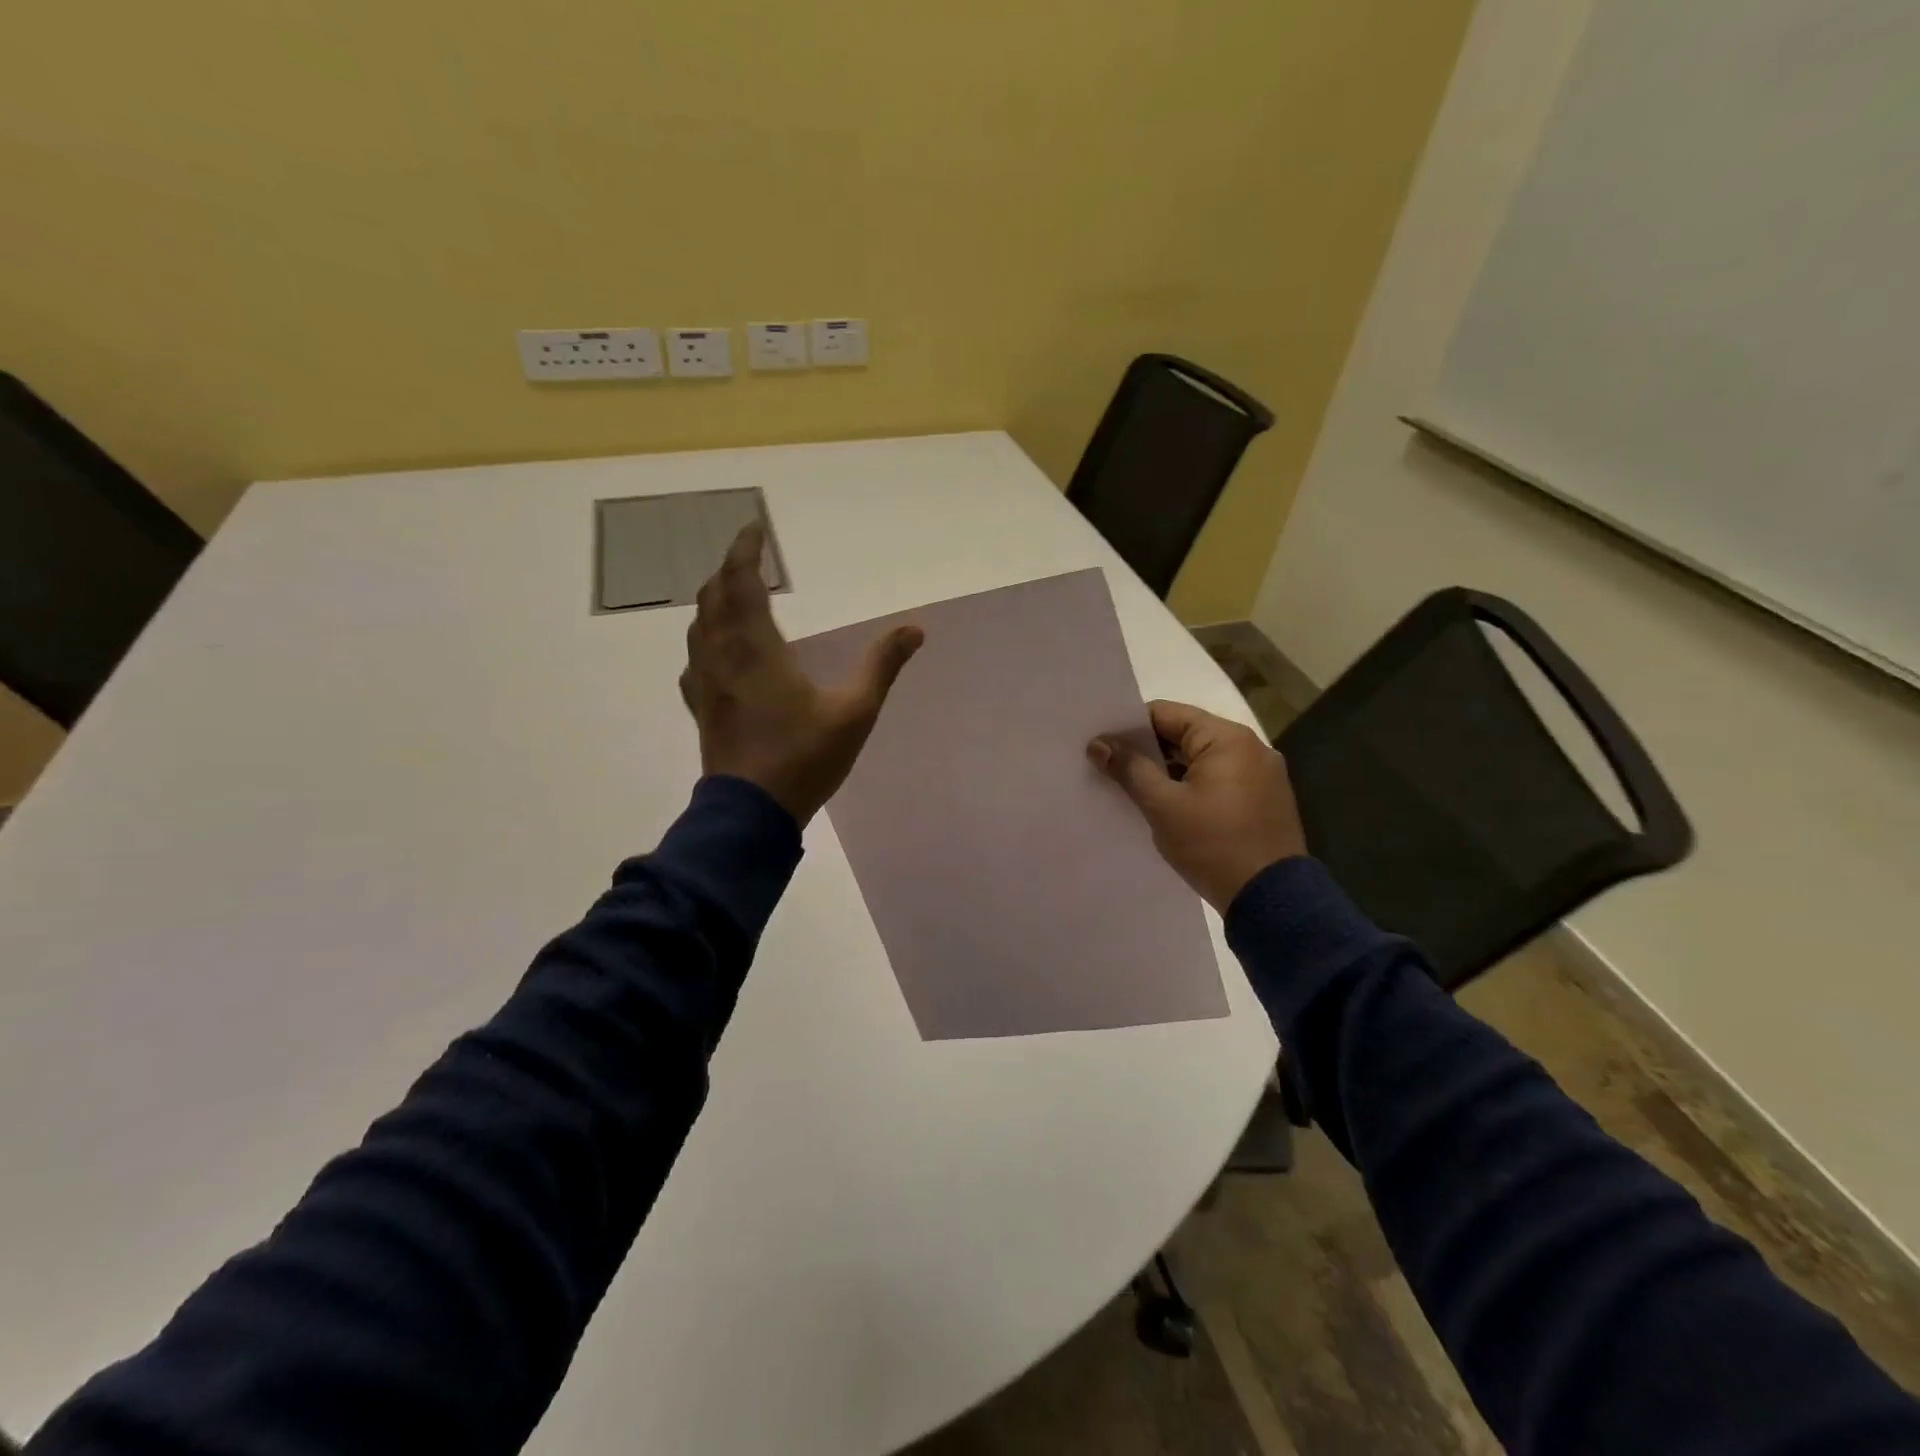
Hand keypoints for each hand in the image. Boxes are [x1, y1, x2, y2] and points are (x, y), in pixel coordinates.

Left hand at [680, 522, 922, 824]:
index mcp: (756, 649)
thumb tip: (914, 629)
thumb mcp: (855, 712)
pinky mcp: (701, 707)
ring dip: (714, 600)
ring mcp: (706, 683)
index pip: (741, 583)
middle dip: (729, 571)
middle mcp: (723, 656)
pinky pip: (694, 658)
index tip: (753, 528)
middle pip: (713, 597)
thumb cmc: (803, 758)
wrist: (751, 813)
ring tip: (735, 595)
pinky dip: (705, 638)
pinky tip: (716, 650)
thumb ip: (882, 667)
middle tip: (750, 560)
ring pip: (699, 625)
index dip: (745, 551)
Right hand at [1088, 700, 1306, 912]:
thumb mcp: (1163, 805)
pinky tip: (1168, 806)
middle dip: (1147, 750)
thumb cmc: (1213, 844)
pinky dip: (1192, 787)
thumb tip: (1098, 744)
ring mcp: (1261, 775)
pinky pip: (1219, 781)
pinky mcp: (1264, 800)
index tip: (1101, 745)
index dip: (1129, 727)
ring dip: (1169, 771)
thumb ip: (1129, 768)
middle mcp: (1250, 747)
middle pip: (1185, 735)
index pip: (1166, 714)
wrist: (1271, 899)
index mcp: (1228, 738)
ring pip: (1201, 760)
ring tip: (1133, 789)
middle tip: (1110, 767)